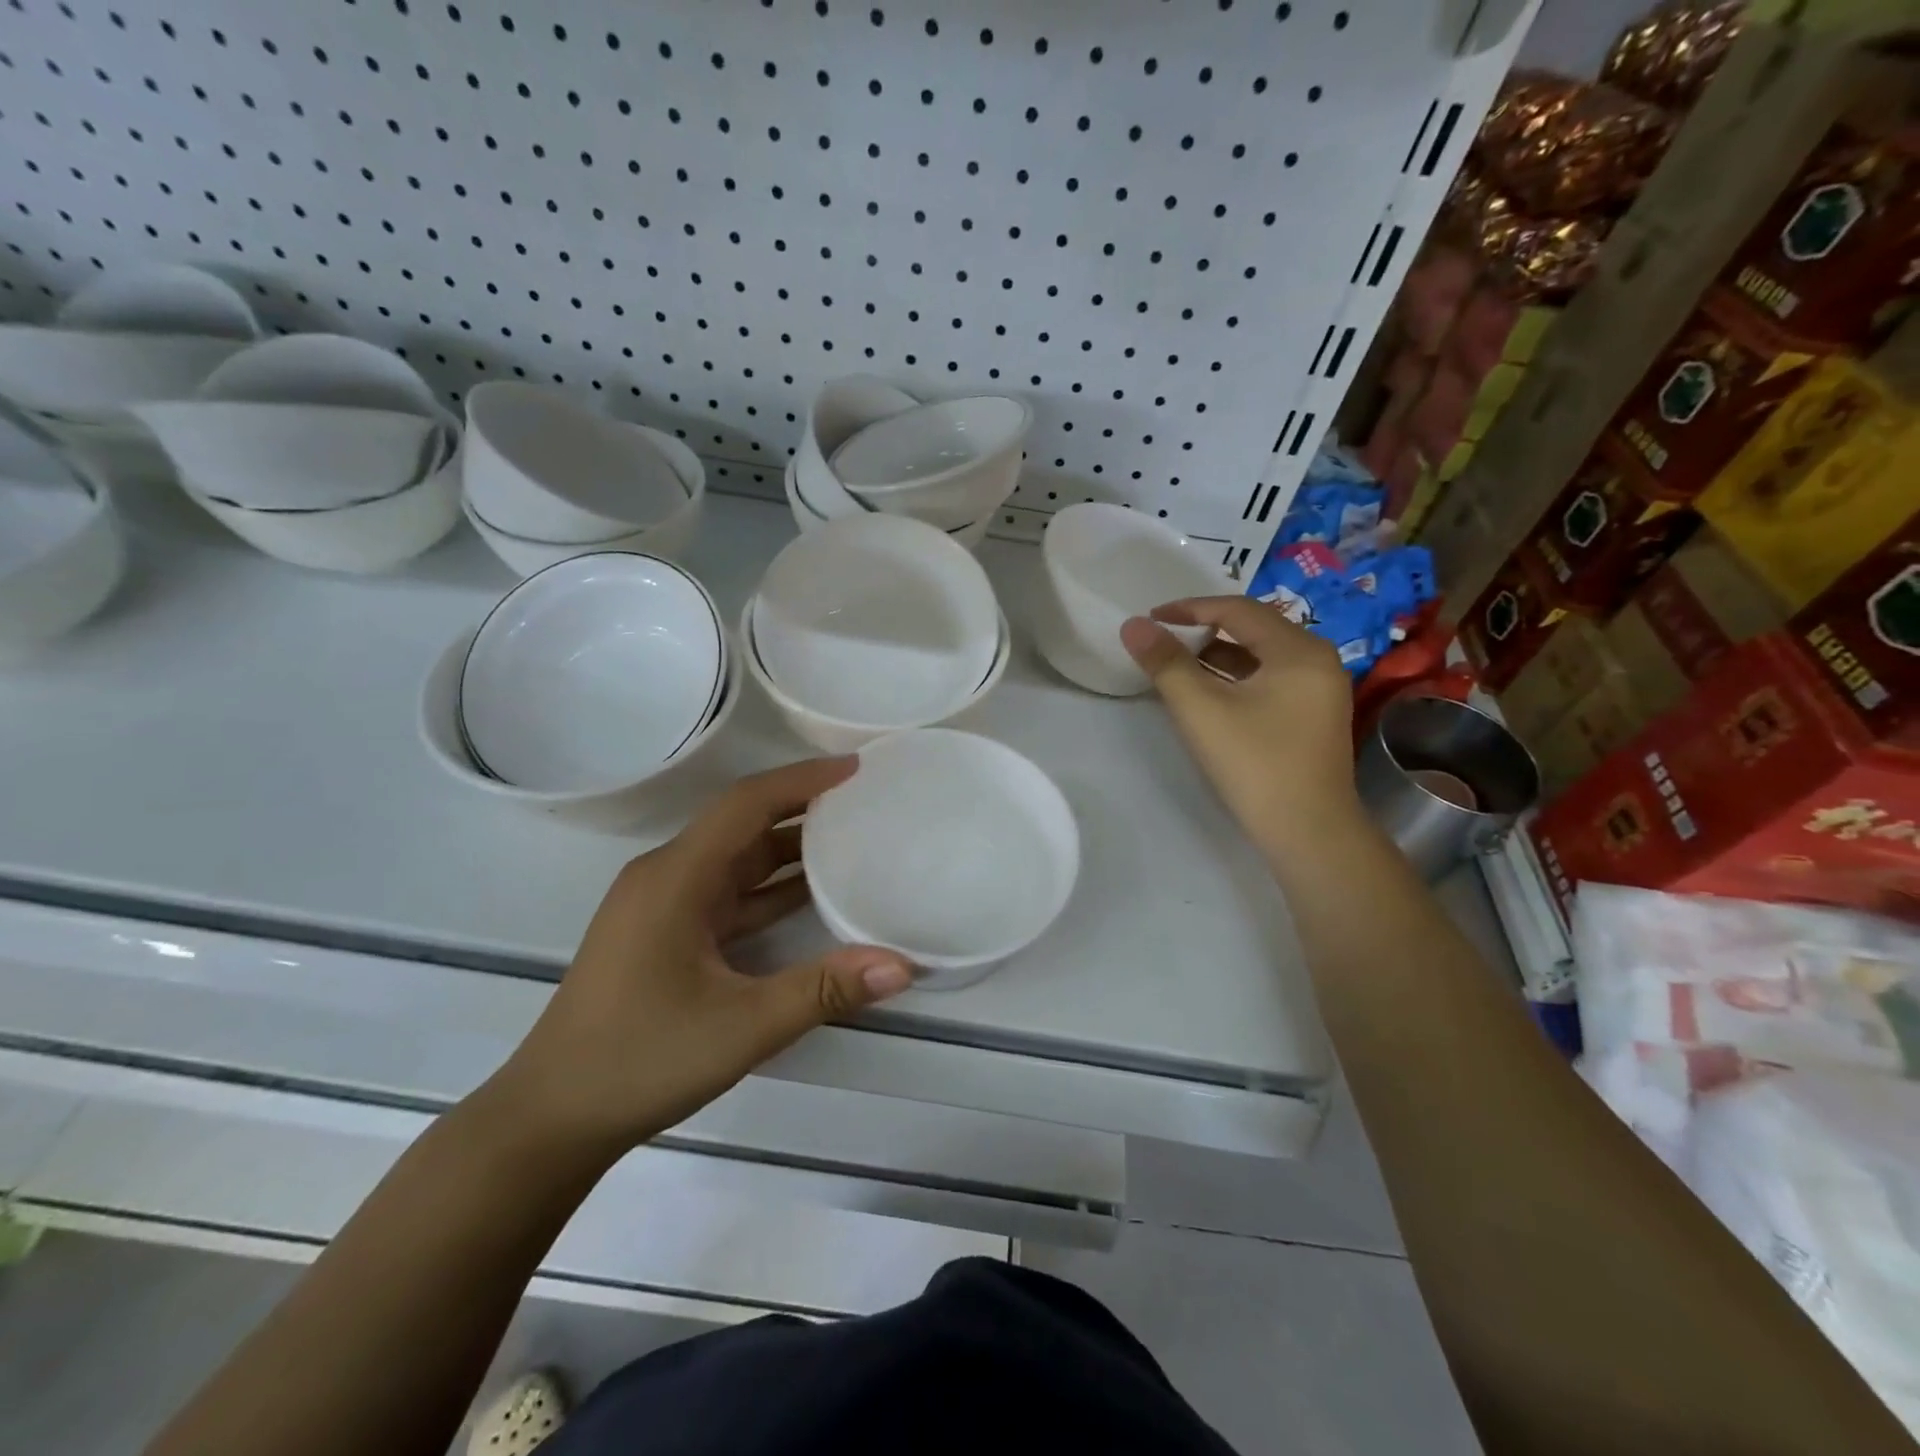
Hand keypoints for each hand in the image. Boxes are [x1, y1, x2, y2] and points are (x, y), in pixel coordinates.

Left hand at [494, 758, 912, 1151]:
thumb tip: (903, 966)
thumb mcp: (742, 1027)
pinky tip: (811, 894)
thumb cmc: (640, 1060)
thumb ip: (824, 990)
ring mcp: (662, 906)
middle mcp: (666, 877)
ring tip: (851, 838)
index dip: (802, 780)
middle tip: (863, 801)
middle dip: (801, 807)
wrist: (551, 1120)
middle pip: (741, 823)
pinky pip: (726, 892)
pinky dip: (768, 887)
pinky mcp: (665, 933)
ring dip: (787, 847)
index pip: (746, 804)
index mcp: (675, 877)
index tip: (855, 769)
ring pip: (734, 858)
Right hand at [1121, 596, 1360, 859]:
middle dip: (1204, 630)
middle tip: (1163, 639)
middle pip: (1253, 629)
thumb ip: (1165, 664)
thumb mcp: (1201, 710)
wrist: (1308, 833)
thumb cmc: (1255, 764)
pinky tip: (1208, 694)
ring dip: (1218, 655)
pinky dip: (1236, 678)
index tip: (1151, 618)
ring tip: (1177, 664)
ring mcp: (1320, 690)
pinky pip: (1269, 680)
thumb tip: (1132, 625)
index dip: (1189, 609)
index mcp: (1299, 649)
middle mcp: (1317, 660)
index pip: (1237, 609)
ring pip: (1260, 657)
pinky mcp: (1313, 716)